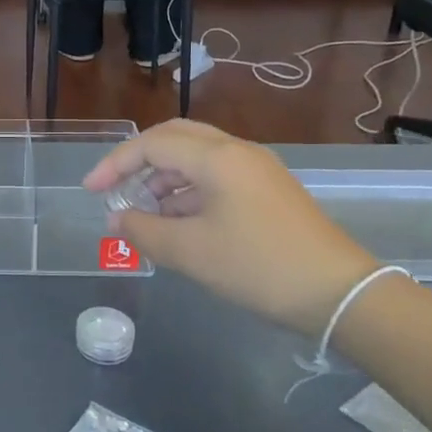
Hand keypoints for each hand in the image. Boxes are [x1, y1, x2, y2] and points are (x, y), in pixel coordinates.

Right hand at [83, 120, 378, 334]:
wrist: (339, 293)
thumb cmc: (257, 266)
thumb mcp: (190, 252)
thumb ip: (143, 231)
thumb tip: (117, 219)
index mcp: (217, 158)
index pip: (152, 144)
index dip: (115, 164)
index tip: (92, 191)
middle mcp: (237, 151)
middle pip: (176, 138)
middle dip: (139, 160)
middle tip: (115, 186)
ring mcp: (258, 169)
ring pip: (197, 157)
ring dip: (164, 177)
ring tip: (145, 212)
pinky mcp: (269, 190)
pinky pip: (217, 176)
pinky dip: (189, 190)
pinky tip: (180, 221)